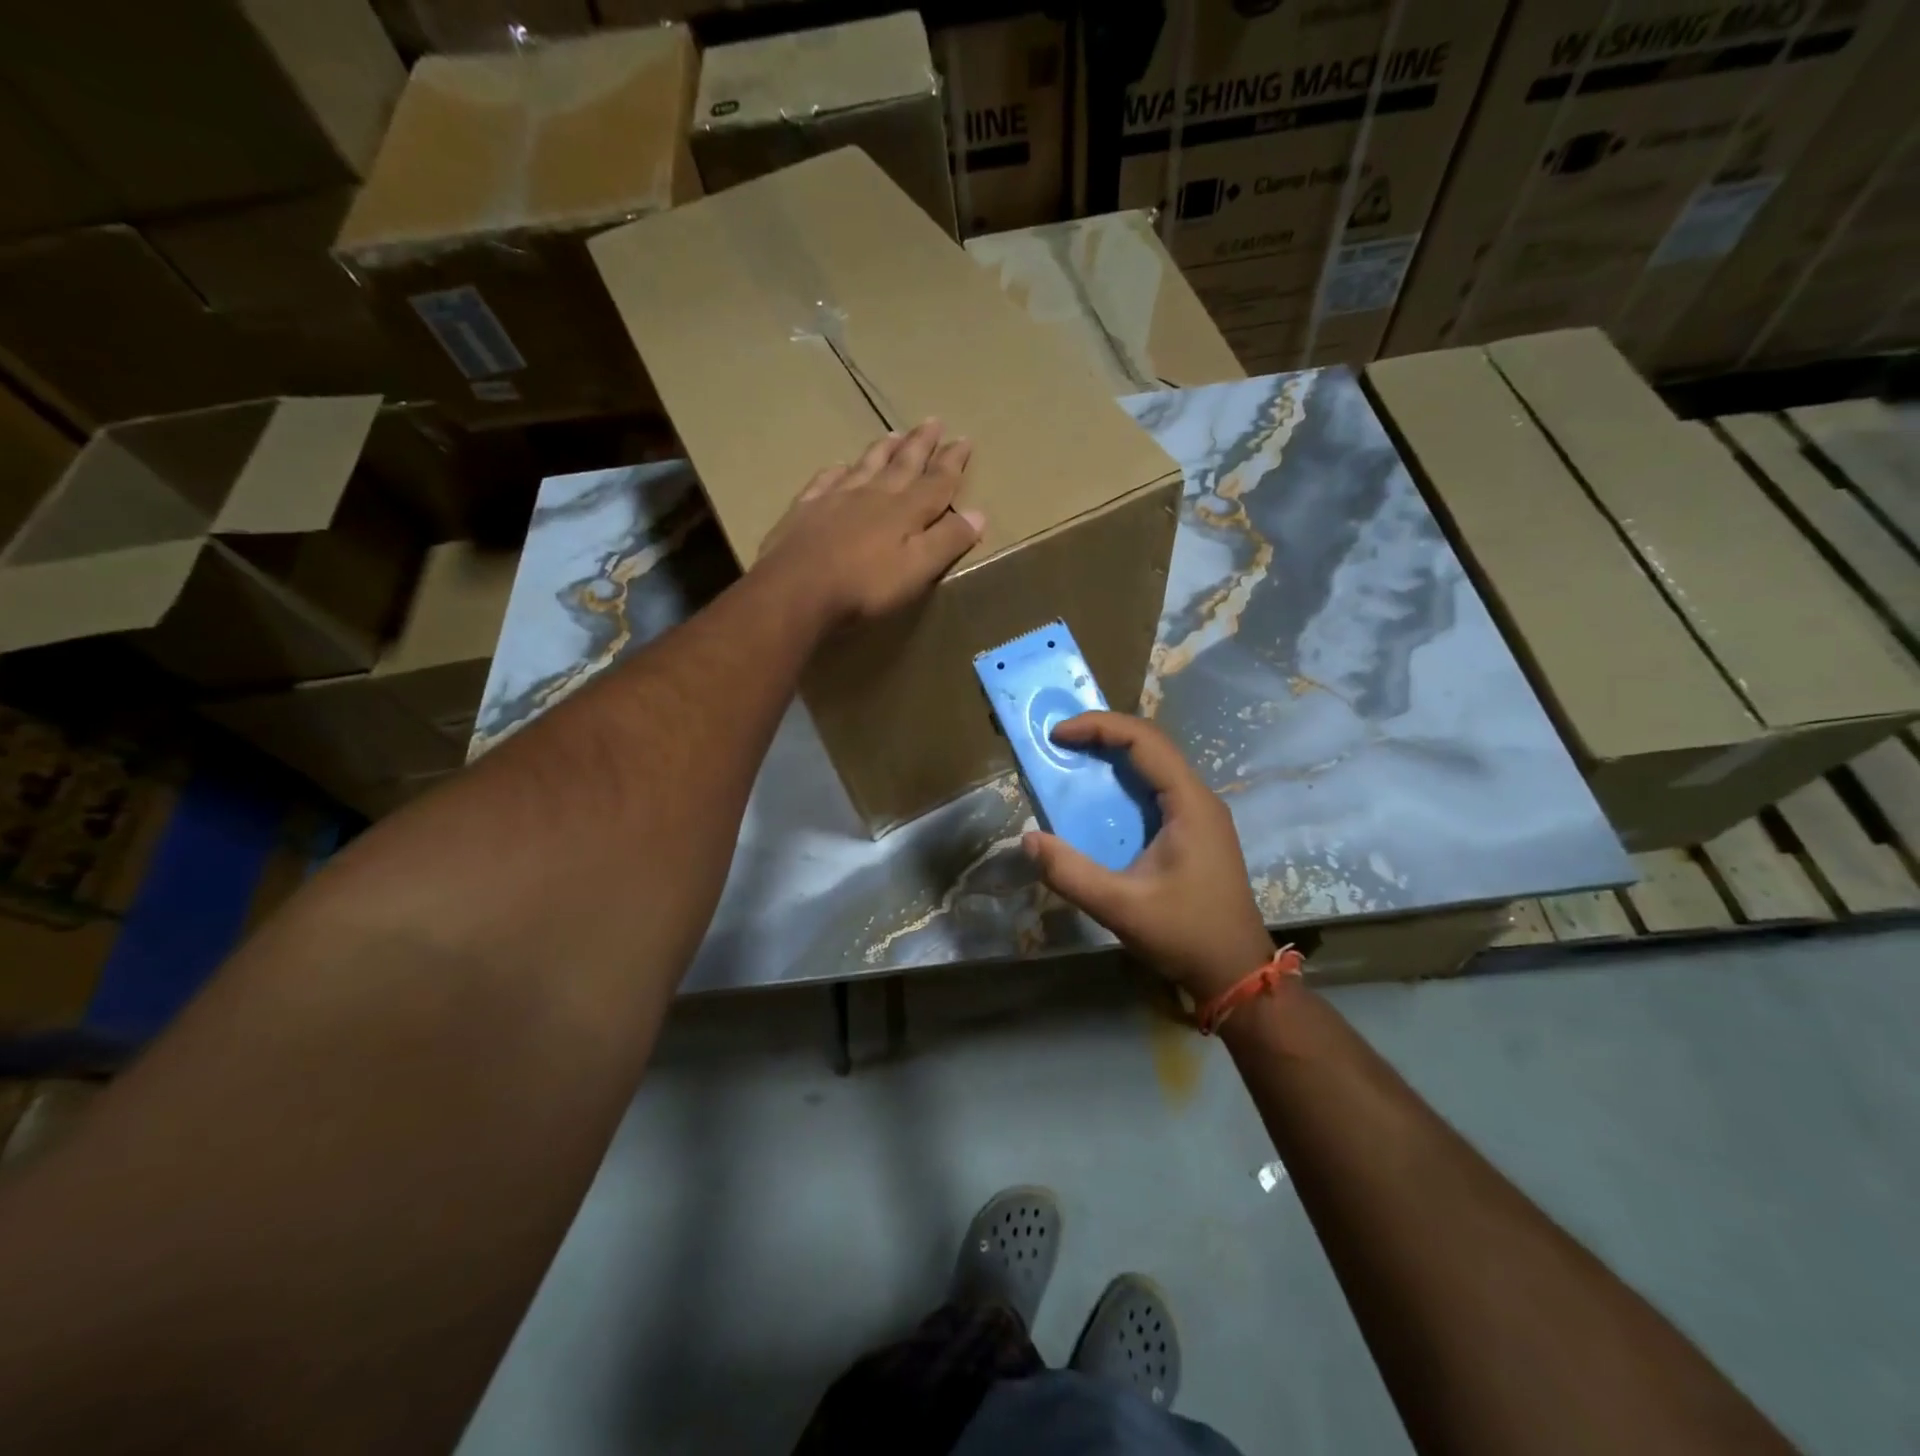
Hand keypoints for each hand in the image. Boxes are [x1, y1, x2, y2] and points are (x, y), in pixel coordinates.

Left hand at [756, 419, 984, 626]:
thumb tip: (978, 513)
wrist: (796, 590)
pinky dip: (836, 471)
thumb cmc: (864, 586)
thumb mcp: (918, 569)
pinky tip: (839, 466)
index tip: (964, 439)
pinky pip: (825, 481)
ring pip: (865, 465)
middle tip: (933, 421)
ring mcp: (836, 499)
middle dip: (921, 444)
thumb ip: (947, 540)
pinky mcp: (805, 510)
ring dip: (883, 450)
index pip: (936, 481)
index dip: (952, 462)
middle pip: (902, 464)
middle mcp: (873, 495)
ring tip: (895, 434)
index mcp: (905, 510)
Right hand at [1022, 712, 1272, 1000]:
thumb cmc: (1185, 935)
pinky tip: (1096, 798)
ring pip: (1153, 765)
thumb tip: (1029, 839)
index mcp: (1189, 803)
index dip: (1098, 727)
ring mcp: (1198, 814)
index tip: (1057, 734)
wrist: (1234, 972)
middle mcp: (1197, 798)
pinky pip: (1154, 790)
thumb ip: (1071, 873)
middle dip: (1102, 734)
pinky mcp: (1192, 831)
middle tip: (1057, 741)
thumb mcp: (1121, 908)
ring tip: (1070, 759)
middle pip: (1150, 744)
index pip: (1144, 740)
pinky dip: (1121, 781)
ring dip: (1112, 755)